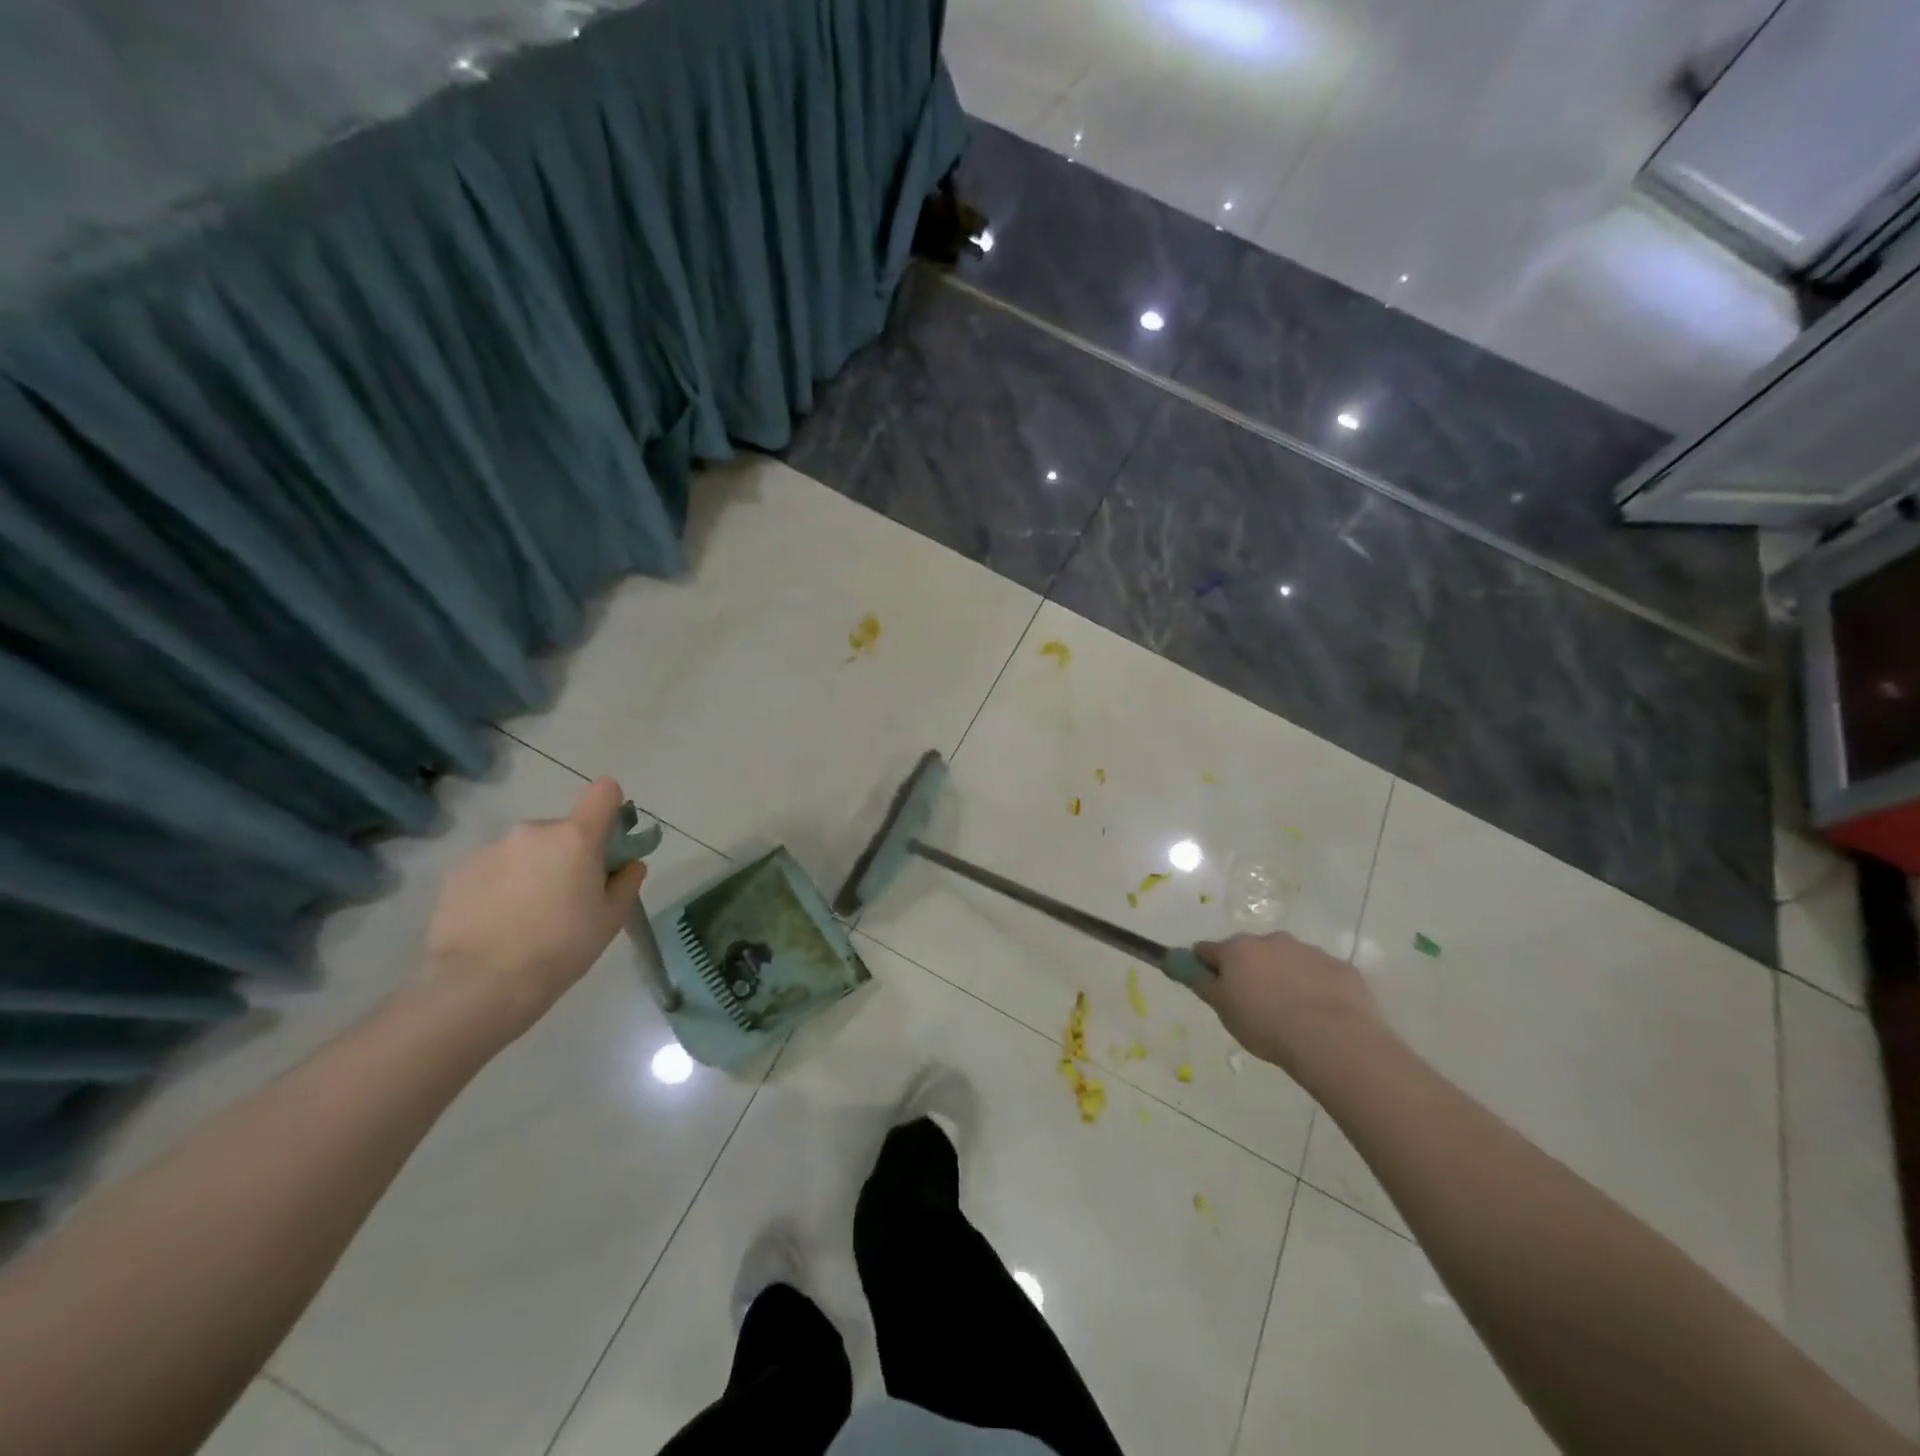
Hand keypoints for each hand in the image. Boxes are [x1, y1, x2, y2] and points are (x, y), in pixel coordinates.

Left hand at [423, 778, 647, 1042]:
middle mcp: (532, 832)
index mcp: (576, 838)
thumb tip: (628, 865)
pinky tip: (496, 924)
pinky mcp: (457, 873)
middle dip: (567, 855)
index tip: (609, 837)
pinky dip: (498, 887)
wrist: (481, 985)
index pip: (603, 792)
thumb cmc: (562, 948)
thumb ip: (625, 883)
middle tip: (565, 898)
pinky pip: (491, 870)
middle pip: (561, 831)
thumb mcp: (610, 919)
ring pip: (524, 852)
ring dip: (531, 871)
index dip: (611, 807)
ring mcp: (490, 850)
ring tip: (525, 918)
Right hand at [1192, 932, 1385, 1076]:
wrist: (1332, 1038)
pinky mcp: (1339, 967)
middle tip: (1255, 1005)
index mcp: (1237, 949)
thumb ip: (1204, 984)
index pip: (1207, 950)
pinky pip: (1319, 974)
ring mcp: (1308, 950)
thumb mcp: (1224, 1010)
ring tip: (1291, 1014)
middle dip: (1249, 971)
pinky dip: (1315, 987)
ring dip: (1283, 977)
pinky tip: (1320, 1015)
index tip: (1211, 987)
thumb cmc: (1266, 1024)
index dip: (1205, 967)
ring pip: (1286, 960)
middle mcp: (1271, 940)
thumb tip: (1188, 967)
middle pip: (1250, 953)